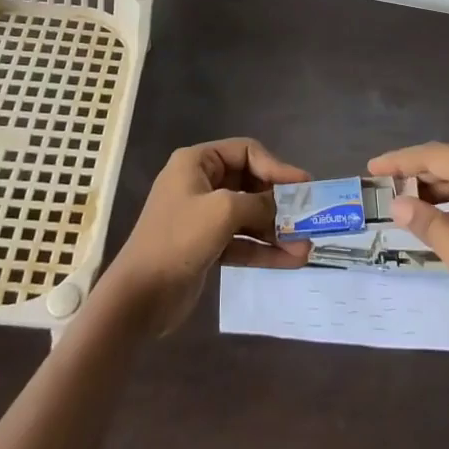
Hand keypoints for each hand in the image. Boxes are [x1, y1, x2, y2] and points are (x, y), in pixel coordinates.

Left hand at [103, 138, 311, 334]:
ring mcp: (202, 216)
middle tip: (309, 217)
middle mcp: (200, 183)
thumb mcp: (223, 211)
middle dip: (279, 203)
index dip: (277, 167)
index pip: (247, 152)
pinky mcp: (206, 246)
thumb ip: (259, 204)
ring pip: (249, 216)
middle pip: (250, 183)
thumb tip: (283, 209)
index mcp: (197, 162)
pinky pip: (242, 241)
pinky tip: (291, 260)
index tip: (305, 186)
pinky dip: (264, 249)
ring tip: (306, 247)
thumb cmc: (178, 239)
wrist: (139, 297)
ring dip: (276, 230)